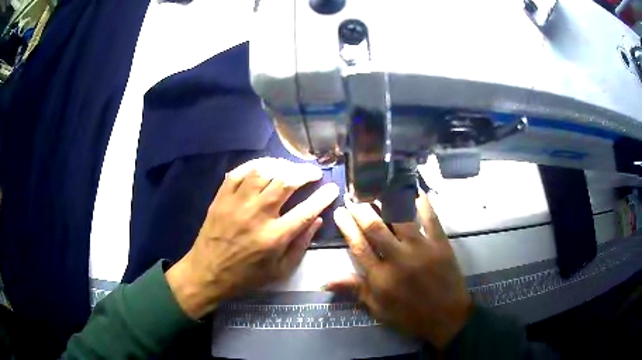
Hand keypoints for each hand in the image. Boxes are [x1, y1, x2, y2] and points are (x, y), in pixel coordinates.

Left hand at [166, 158, 338, 318]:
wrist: (207, 272)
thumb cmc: (246, 276)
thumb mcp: (280, 270)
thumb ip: (301, 245)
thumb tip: (318, 219)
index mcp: (274, 238)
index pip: (306, 210)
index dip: (323, 197)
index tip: (332, 188)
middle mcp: (256, 216)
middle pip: (285, 183)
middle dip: (305, 173)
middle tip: (314, 172)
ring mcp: (236, 204)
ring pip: (263, 172)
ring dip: (282, 166)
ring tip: (291, 168)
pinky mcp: (221, 198)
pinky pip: (239, 172)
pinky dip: (255, 164)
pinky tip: (265, 165)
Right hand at [325, 191, 472, 348]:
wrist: (446, 316)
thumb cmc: (409, 315)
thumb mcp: (378, 308)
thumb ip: (355, 290)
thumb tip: (325, 280)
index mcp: (380, 277)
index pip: (358, 246)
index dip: (347, 227)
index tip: (340, 211)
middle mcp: (398, 259)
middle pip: (375, 228)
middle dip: (362, 210)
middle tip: (355, 197)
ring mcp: (421, 249)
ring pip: (400, 219)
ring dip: (387, 202)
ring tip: (378, 188)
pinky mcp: (440, 244)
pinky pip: (431, 218)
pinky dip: (423, 203)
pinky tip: (416, 190)